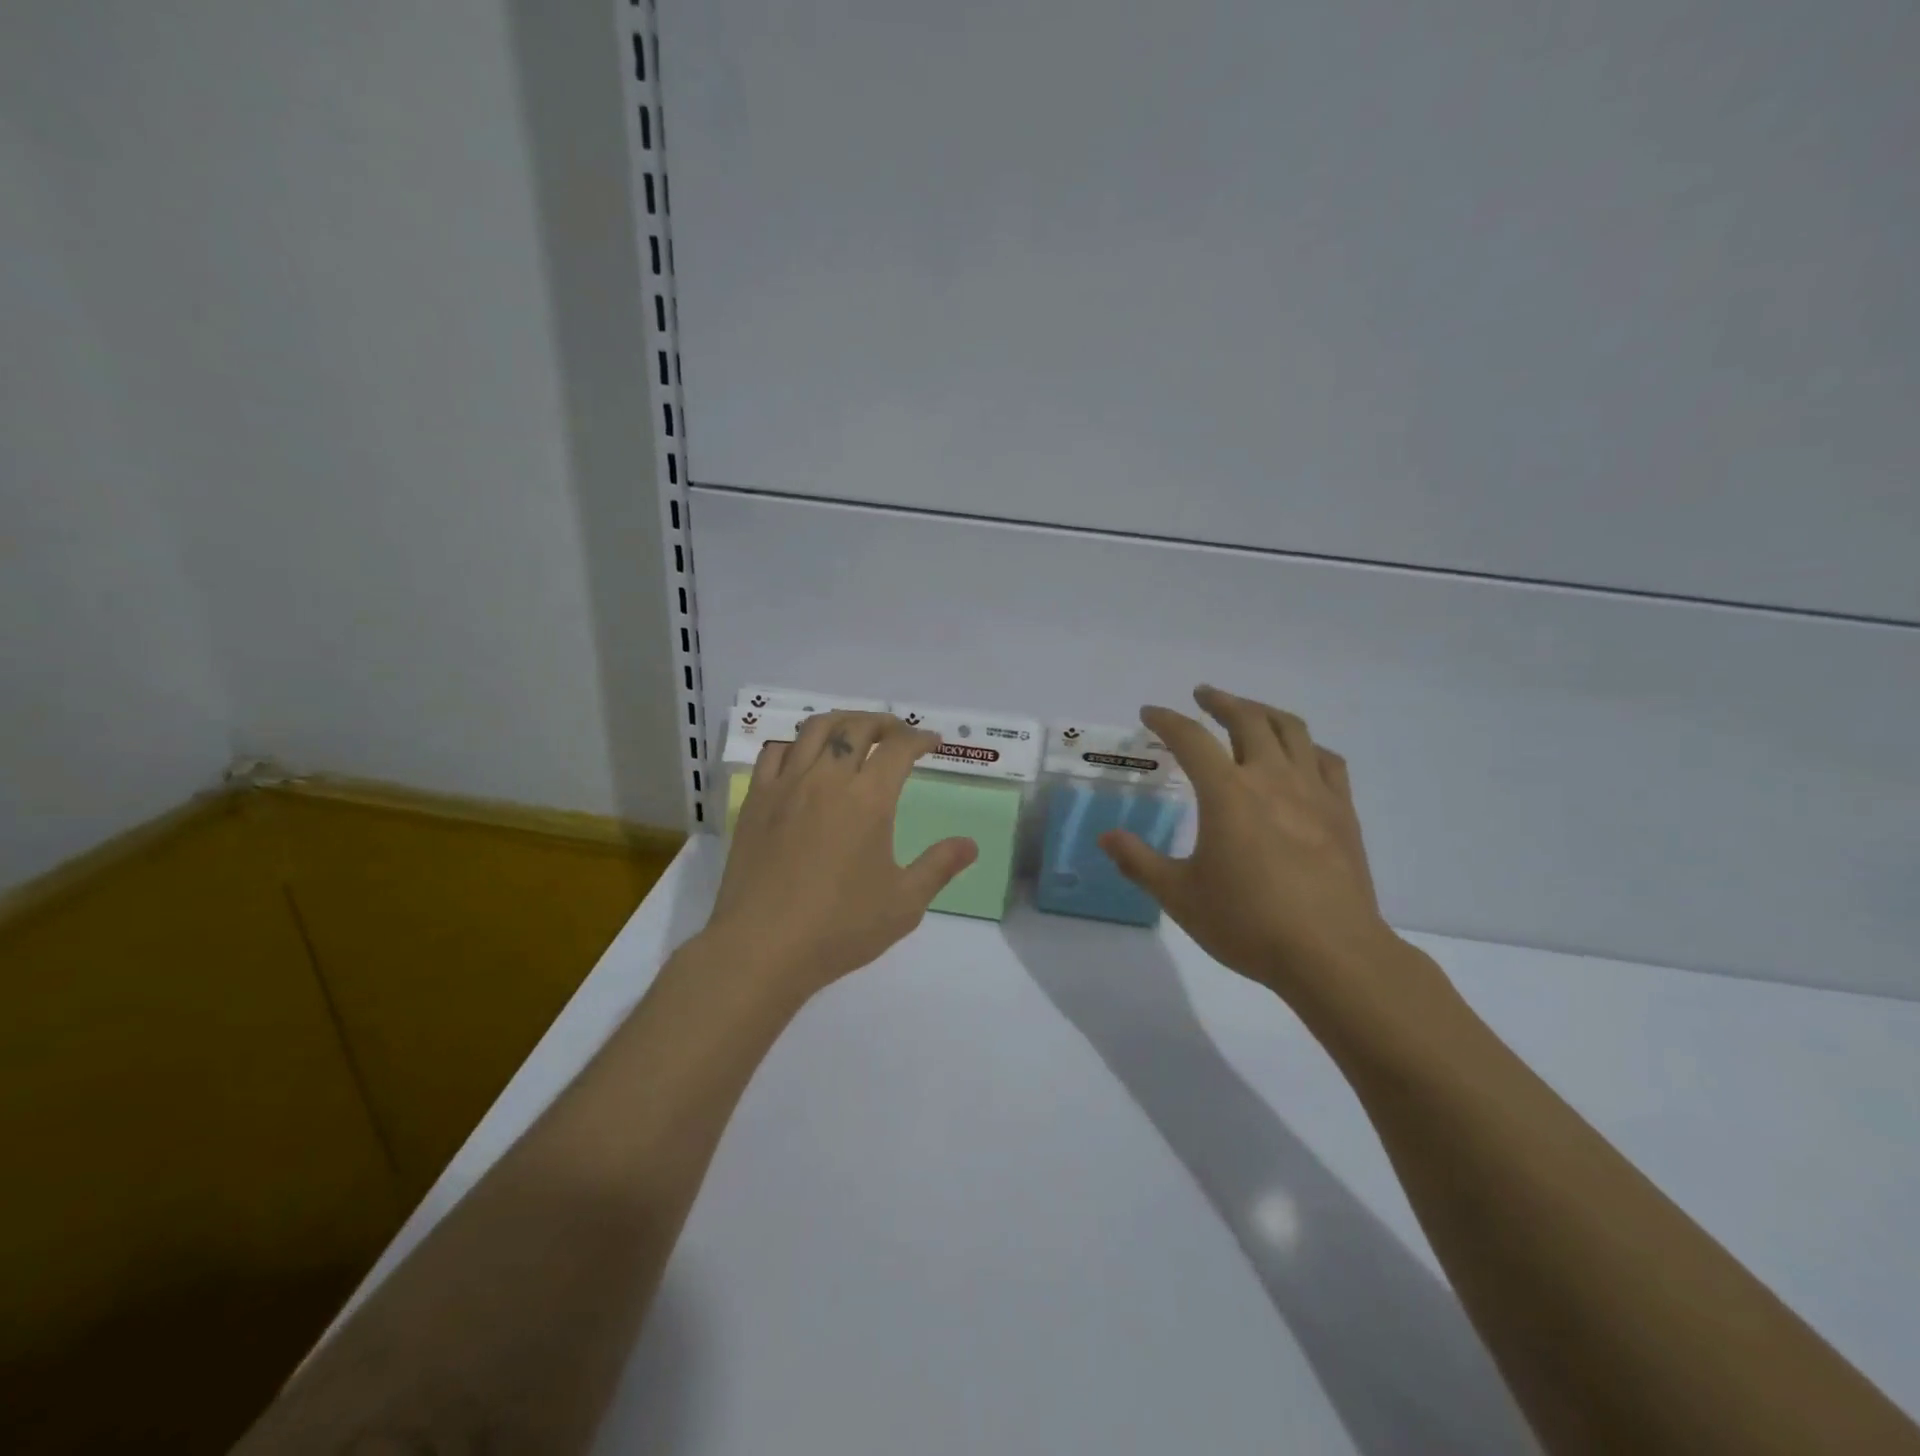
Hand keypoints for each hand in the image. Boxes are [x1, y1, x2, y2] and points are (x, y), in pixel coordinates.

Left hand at [702, 711, 977, 997]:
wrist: (761, 948)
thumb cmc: (839, 928)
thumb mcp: (904, 904)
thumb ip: (939, 867)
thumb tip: (970, 844)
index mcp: (868, 800)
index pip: (899, 748)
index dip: (920, 739)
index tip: (933, 743)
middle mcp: (826, 780)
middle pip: (856, 727)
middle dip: (883, 722)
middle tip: (898, 732)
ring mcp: (786, 786)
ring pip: (814, 729)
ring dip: (841, 721)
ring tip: (854, 733)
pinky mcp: (756, 801)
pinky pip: (775, 752)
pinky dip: (797, 744)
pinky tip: (804, 759)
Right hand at [1100, 686, 1397, 1007]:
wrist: (1331, 953)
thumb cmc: (1248, 923)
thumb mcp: (1179, 897)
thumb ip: (1139, 862)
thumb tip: (1105, 838)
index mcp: (1227, 793)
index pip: (1190, 739)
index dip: (1166, 720)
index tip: (1149, 713)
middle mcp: (1271, 778)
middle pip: (1247, 719)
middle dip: (1220, 701)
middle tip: (1202, 695)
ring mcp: (1313, 792)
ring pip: (1291, 730)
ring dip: (1264, 711)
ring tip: (1248, 711)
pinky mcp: (1343, 812)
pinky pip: (1327, 761)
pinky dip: (1307, 746)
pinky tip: (1299, 755)